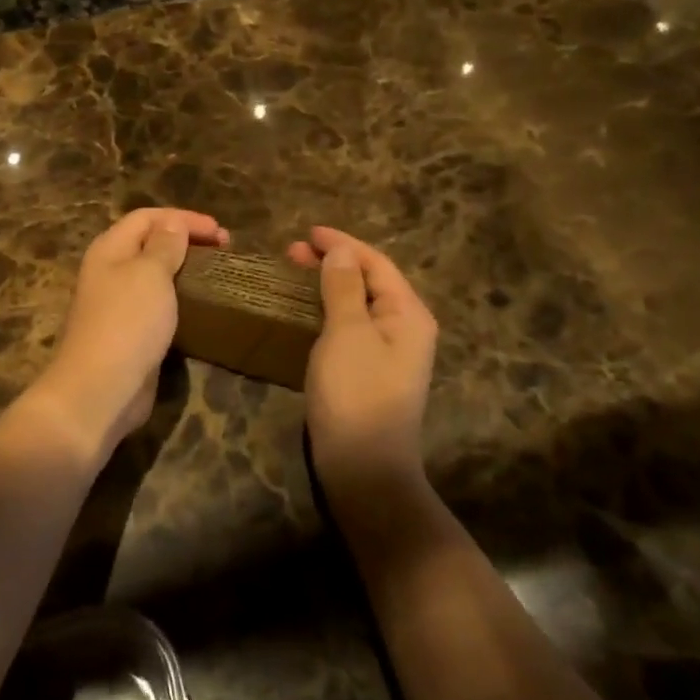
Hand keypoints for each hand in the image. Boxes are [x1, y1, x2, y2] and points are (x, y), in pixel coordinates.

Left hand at [34, 208, 228, 453]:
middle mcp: (110, 272)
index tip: (220, 232)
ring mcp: (119, 305)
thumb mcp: (150, 274)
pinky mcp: (131, 334)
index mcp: (109, 249)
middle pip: (150, 244)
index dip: (183, 218)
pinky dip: (180, 300)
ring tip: (217, 275)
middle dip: (186, 241)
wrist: (101, 389)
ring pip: (155, 276)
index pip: (146, 217)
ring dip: (185, 271)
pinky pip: (159, 306)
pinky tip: (202, 307)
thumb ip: (165, 246)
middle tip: (224, 250)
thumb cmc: (127, 322)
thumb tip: (173, 224)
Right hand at [288, 227, 437, 511]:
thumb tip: (341, 251)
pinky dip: (327, 311)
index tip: (307, 232)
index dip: (342, 244)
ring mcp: (388, 353)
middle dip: (333, 263)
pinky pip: (349, 327)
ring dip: (327, 285)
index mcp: (408, 314)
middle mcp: (405, 328)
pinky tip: (304, 312)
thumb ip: (343, 287)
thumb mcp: (347, 333)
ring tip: (293, 274)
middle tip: (291, 253)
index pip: (376, 263)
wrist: (363, 467)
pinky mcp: (369, 372)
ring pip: (357, 305)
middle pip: (368, 282)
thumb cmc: (356, 393)